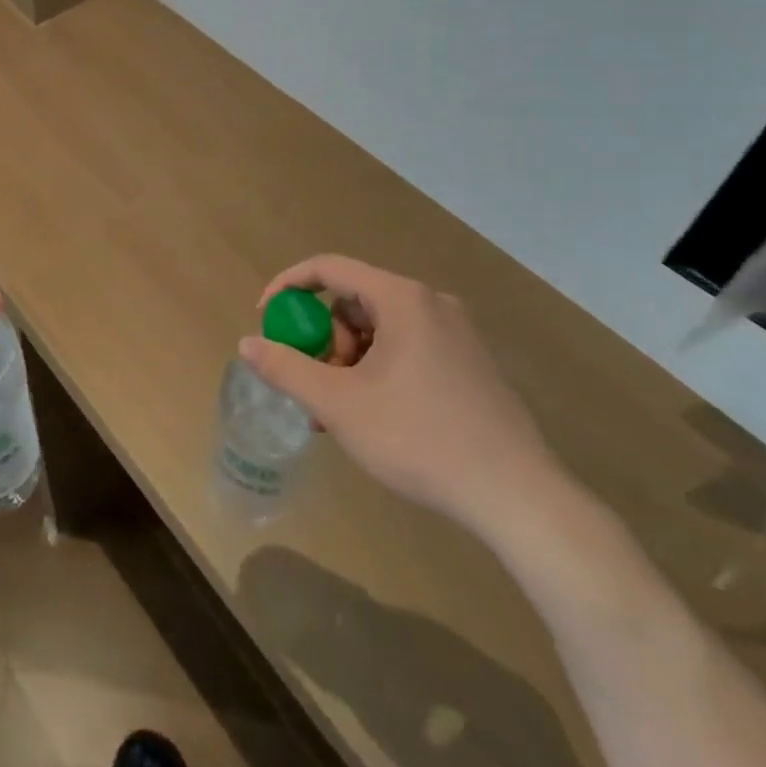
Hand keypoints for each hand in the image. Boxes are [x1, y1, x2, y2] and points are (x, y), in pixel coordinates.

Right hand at [241, 255, 565, 542]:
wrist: (518, 498)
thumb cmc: (420, 438)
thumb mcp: (339, 404)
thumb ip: (286, 368)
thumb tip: (246, 343)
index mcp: (401, 298)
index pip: (329, 268)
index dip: (288, 287)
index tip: (266, 320)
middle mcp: (431, 303)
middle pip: (354, 302)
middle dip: (324, 340)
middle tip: (317, 386)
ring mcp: (457, 334)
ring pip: (380, 330)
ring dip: (348, 362)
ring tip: (340, 414)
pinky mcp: (472, 365)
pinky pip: (407, 349)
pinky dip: (378, 371)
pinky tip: (375, 418)